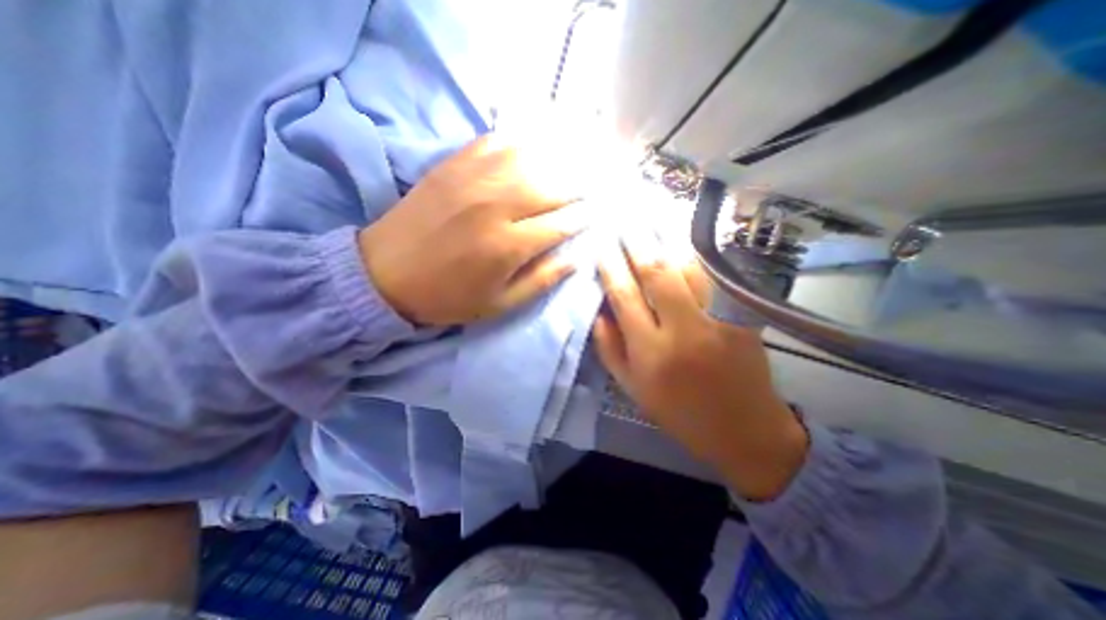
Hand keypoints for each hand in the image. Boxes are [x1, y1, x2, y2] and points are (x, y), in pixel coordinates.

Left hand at [361, 131, 586, 321]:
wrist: (385, 274)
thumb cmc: (448, 296)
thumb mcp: (500, 304)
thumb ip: (541, 280)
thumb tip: (576, 258)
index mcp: (508, 245)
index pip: (562, 223)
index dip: (584, 218)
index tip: (597, 214)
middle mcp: (496, 206)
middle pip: (552, 187)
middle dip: (578, 189)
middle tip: (592, 189)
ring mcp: (473, 179)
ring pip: (530, 159)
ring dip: (558, 162)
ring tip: (573, 166)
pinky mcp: (453, 165)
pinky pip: (496, 142)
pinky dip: (521, 142)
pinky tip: (534, 147)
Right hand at [592, 229, 808, 501]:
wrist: (744, 430)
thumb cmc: (679, 412)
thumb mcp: (632, 389)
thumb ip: (610, 349)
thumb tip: (599, 310)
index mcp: (651, 352)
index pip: (624, 296)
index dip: (611, 266)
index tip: (601, 244)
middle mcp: (683, 331)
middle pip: (656, 273)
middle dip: (636, 241)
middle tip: (624, 217)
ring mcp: (718, 320)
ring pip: (689, 266)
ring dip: (667, 237)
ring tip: (651, 215)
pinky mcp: (743, 317)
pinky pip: (716, 276)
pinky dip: (697, 253)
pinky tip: (684, 235)